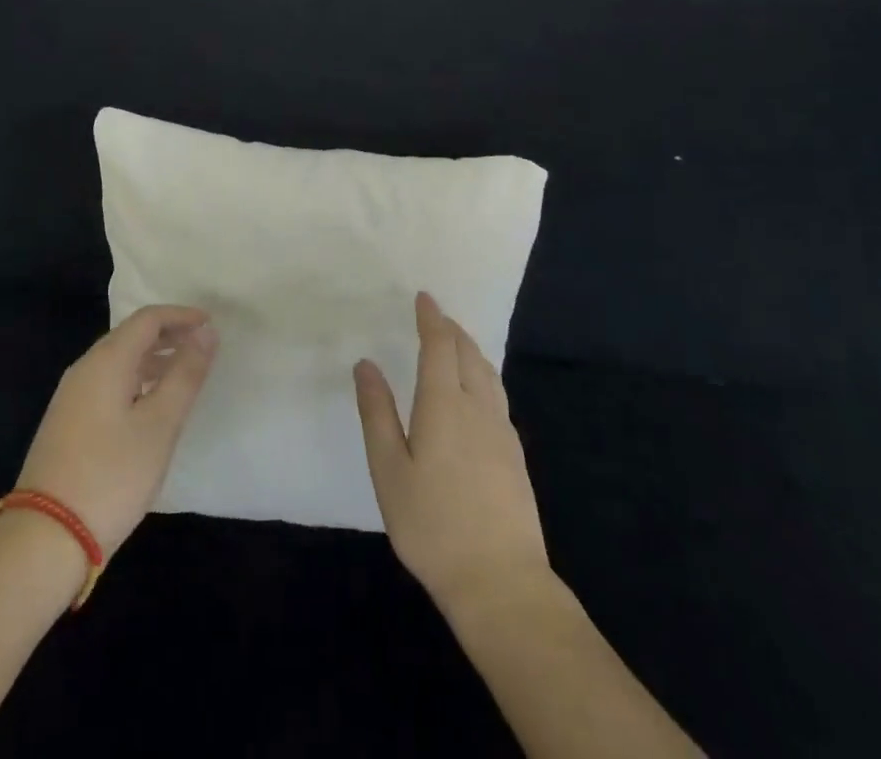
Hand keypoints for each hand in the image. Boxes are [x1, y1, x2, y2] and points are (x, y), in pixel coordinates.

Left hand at [16, 305, 218, 557]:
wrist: (46, 538)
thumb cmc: (112, 476)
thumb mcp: (160, 425)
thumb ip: (185, 374)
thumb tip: (206, 332)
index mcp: (106, 361)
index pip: (148, 319)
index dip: (181, 316)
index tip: (211, 325)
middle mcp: (85, 369)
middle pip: (131, 336)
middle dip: (168, 335)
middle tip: (202, 346)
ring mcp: (71, 397)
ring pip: (118, 361)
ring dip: (153, 359)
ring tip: (184, 374)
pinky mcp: (67, 422)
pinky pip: (108, 383)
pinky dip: (136, 380)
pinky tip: (150, 406)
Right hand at [354, 292, 548, 610]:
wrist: (501, 582)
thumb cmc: (433, 525)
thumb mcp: (389, 470)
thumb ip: (377, 413)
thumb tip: (366, 364)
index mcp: (445, 404)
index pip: (440, 346)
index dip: (432, 318)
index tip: (424, 297)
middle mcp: (479, 408)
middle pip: (469, 354)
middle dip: (452, 329)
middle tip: (437, 316)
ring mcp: (502, 432)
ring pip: (488, 374)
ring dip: (471, 350)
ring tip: (457, 343)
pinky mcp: (515, 456)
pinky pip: (498, 396)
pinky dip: (483, 375)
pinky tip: (477, 392)